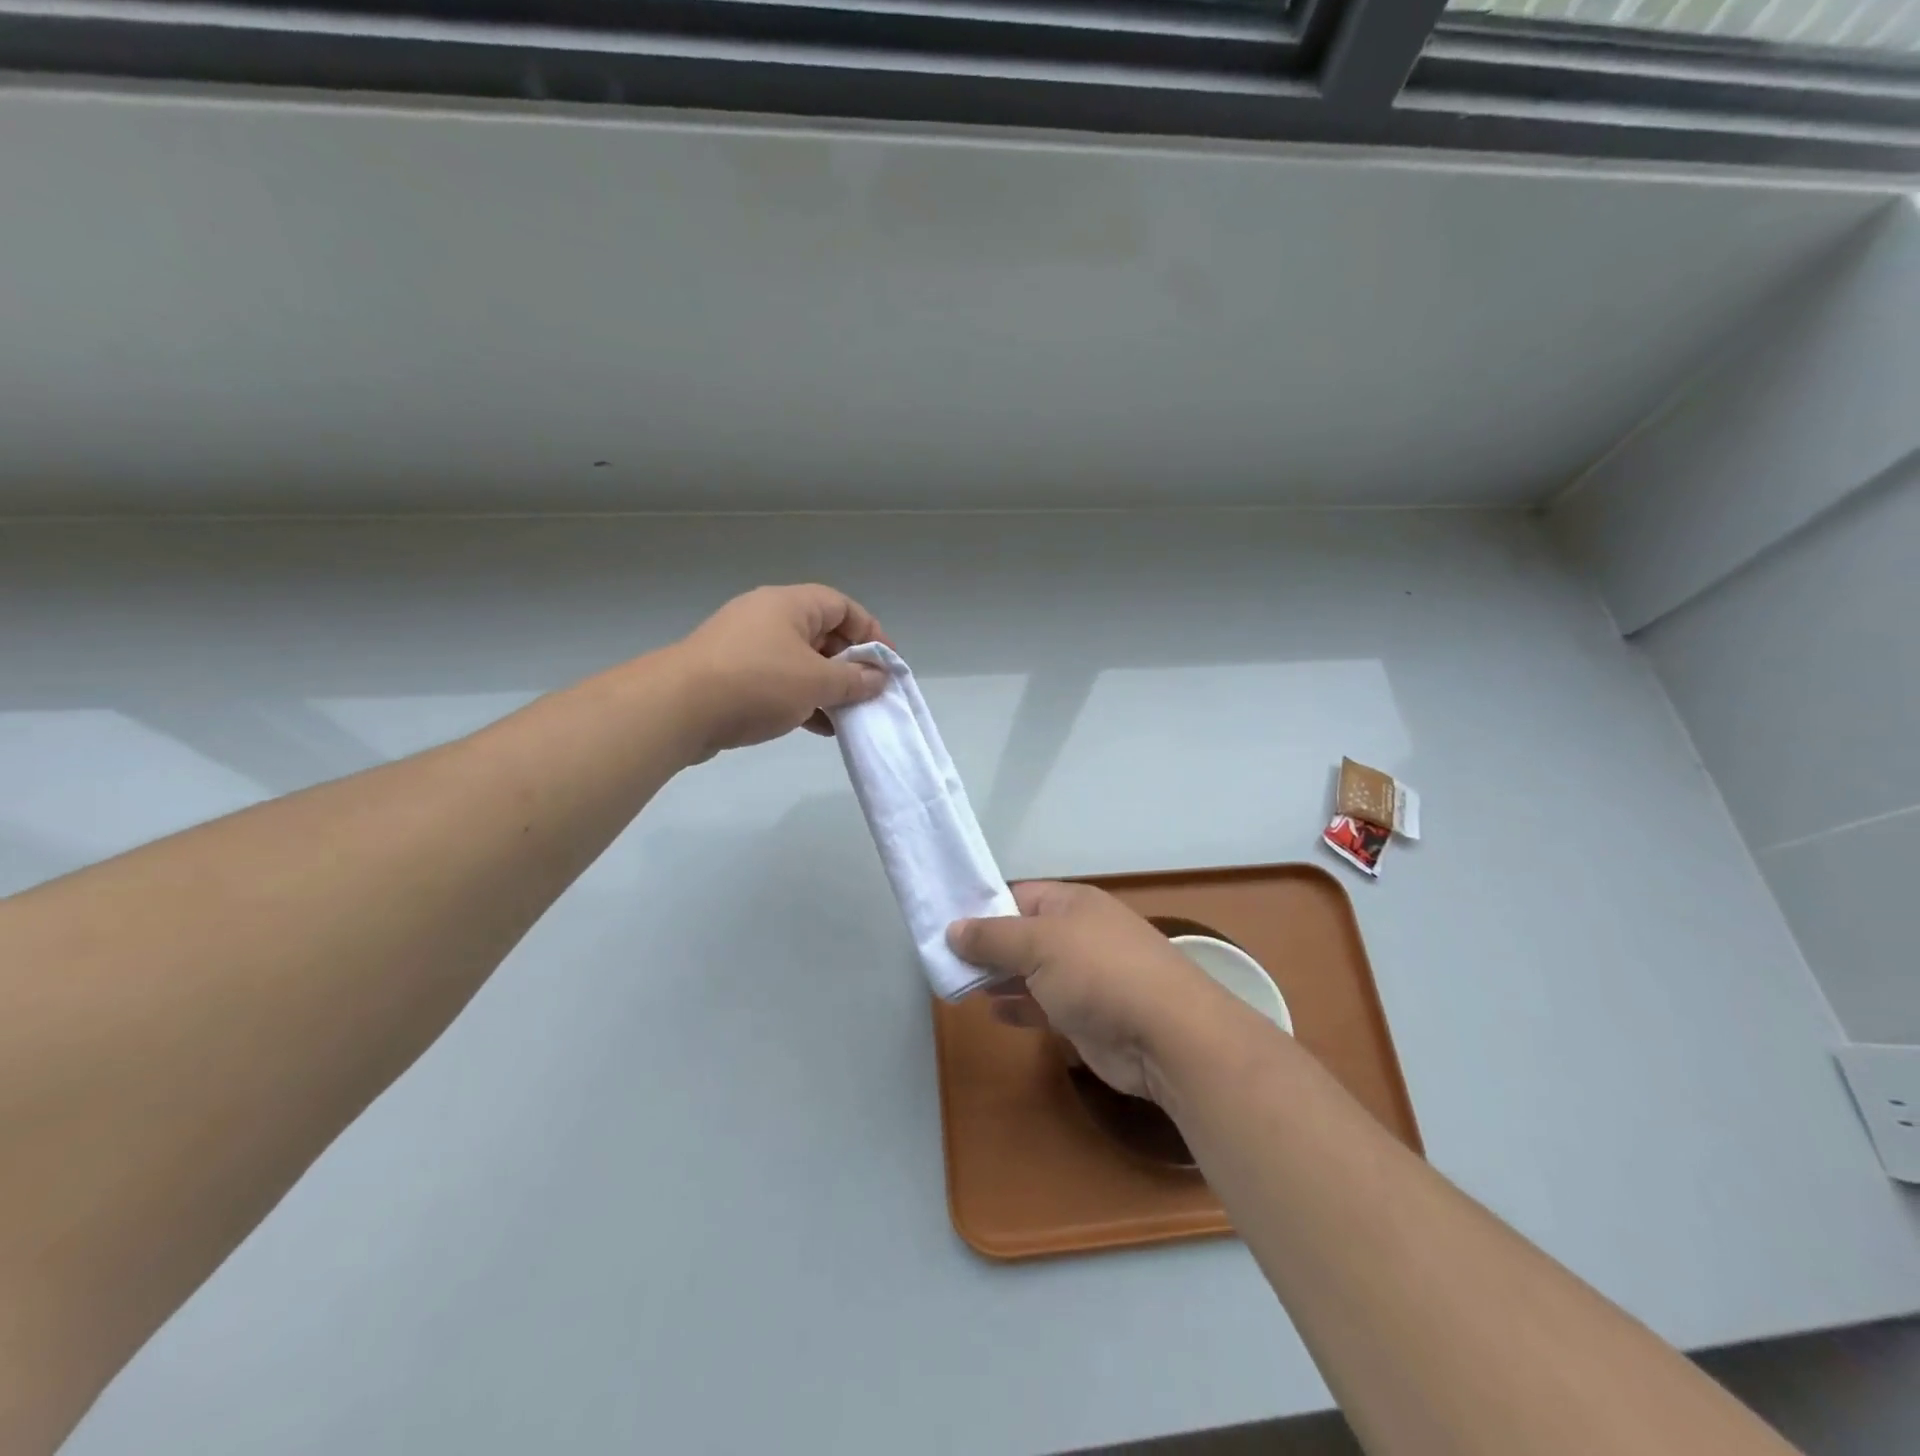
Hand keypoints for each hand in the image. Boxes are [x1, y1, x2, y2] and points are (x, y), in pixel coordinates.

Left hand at [668, 585, 890, 758]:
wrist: (679, 709)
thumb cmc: (758, 682)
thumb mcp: (817, 682)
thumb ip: (854, 680)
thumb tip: (879, 678)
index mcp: (790, 605)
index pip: (843, 607)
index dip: (871, 633)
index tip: (888, 665)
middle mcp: (768, 617)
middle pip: (822, 634)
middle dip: (850, 664)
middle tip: (869, 692)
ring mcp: (747, 646)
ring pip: (801, 662)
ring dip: (827, 687)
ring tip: (848, 715)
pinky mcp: (732, 675)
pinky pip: (779, 681)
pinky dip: (802, 699)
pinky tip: (819, 727)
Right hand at [946, 882, 1217, 1100]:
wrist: (1167, 1036)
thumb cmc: (1098, 972)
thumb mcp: (1038, 944)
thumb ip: (993, 937)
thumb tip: (953, 928)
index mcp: (1071, 904)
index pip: (1017, 896)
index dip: (983, 908)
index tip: (945, 925)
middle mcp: (1078, 934)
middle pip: (1023, 935)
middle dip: (986, 948)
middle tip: (944, 961)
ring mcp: (1085, 976)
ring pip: (1031, 972)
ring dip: (999, 979)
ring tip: (958, 986)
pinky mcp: (1087, 1016)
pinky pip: (1044, 1005)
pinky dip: (1019, 1007)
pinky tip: (993, 1012)